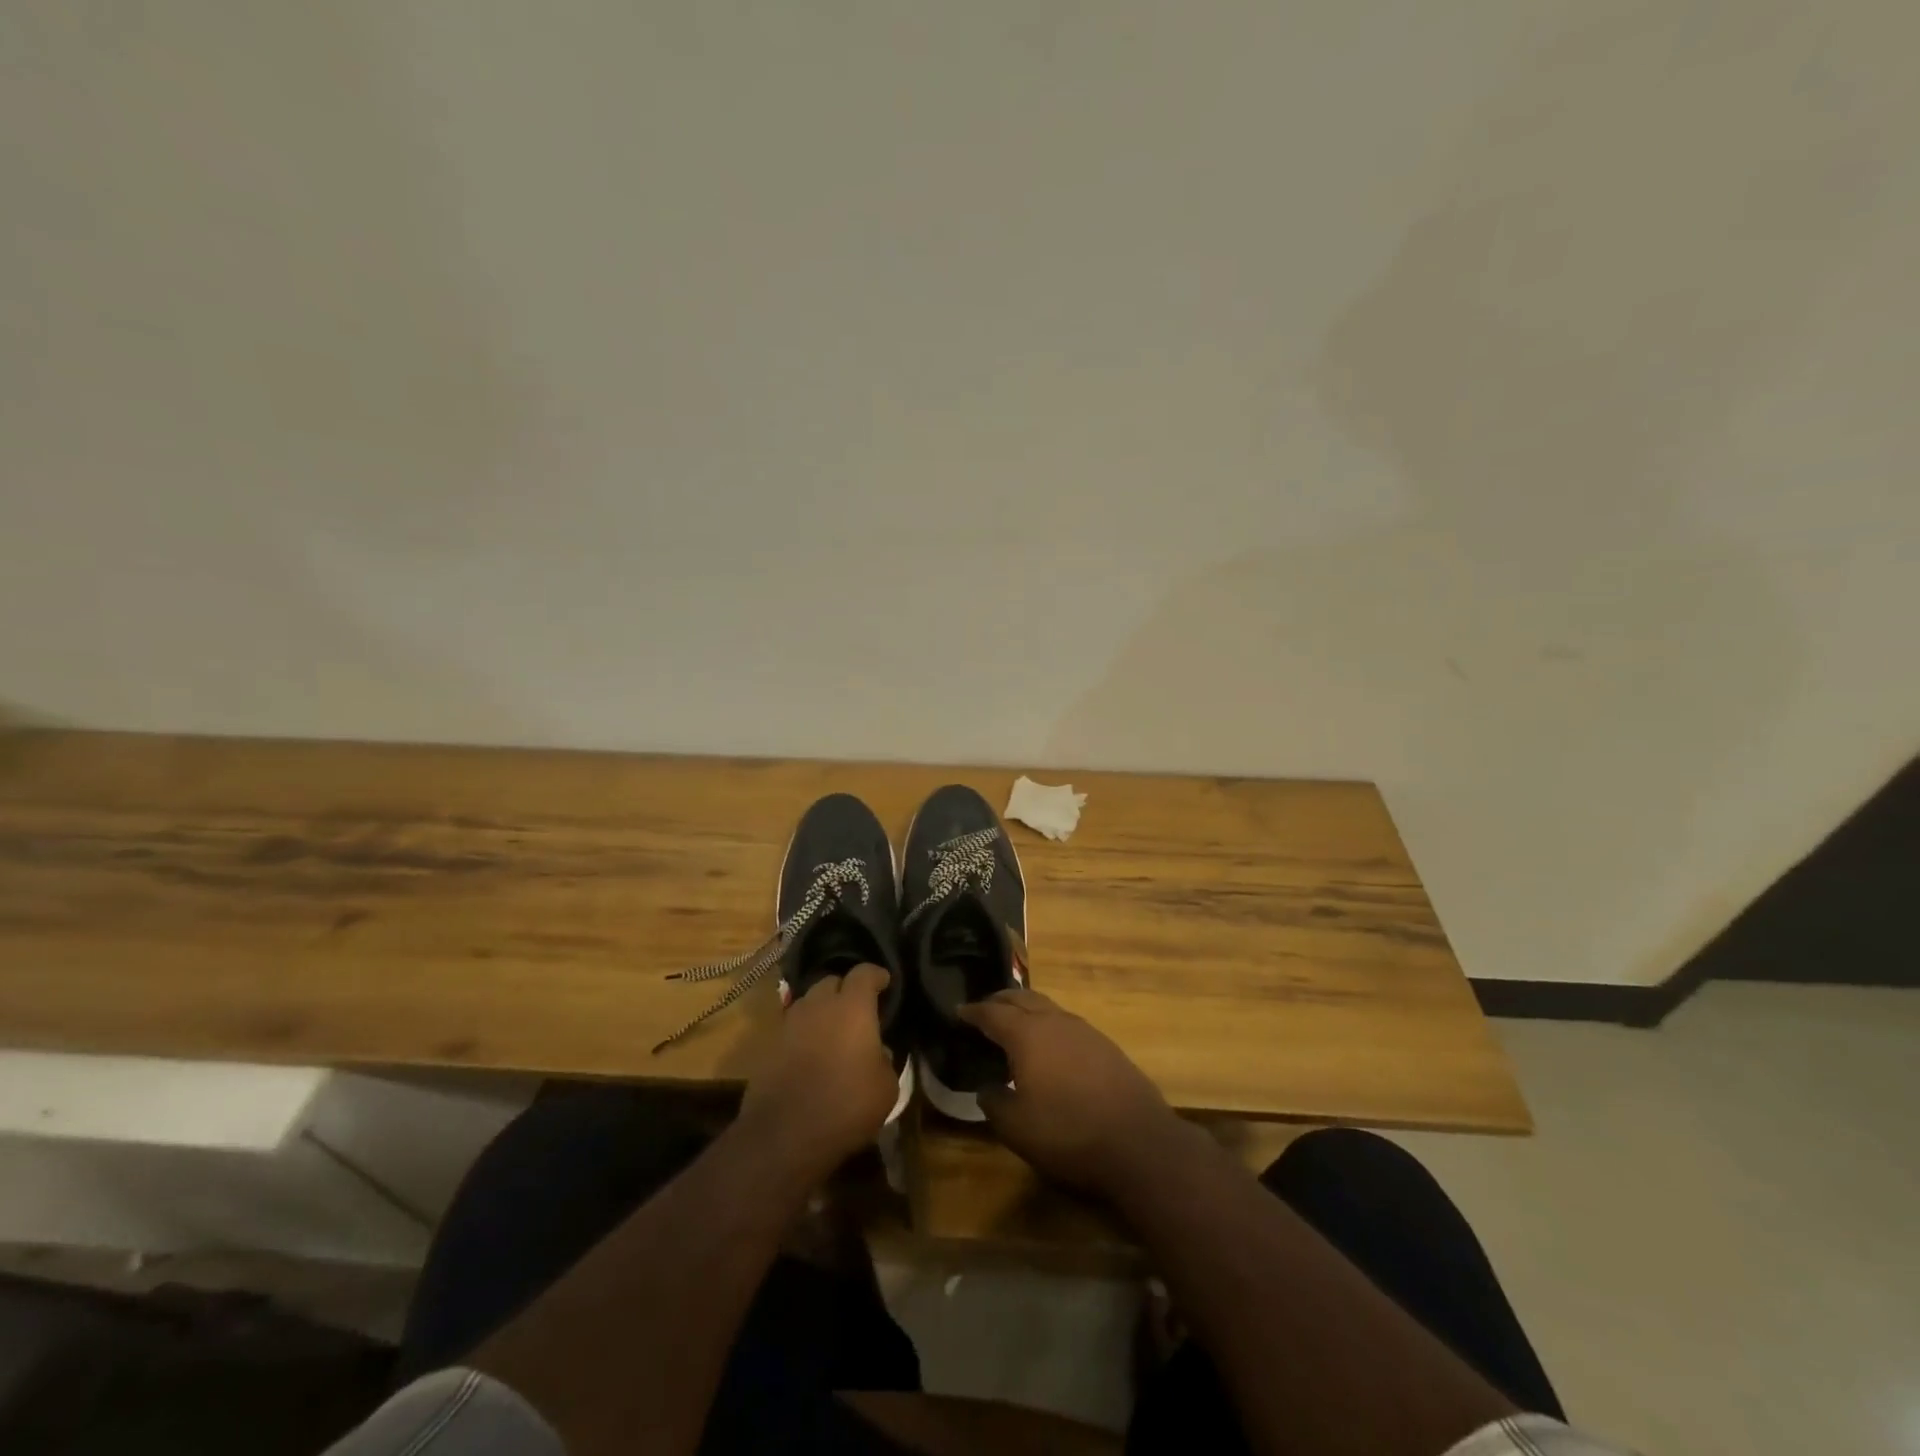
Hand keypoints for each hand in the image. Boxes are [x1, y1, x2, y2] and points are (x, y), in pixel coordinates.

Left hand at [739, 963, 899, 1176]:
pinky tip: (812, 1055)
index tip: (885, 982)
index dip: (876, 975)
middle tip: (858, 1010)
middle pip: (832, 982)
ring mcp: (789, 1022)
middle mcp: (819, 1004)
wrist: (784, 1135)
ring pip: (809, 1003)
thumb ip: (886, 1060)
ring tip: (833, 1032)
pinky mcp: (768, 1045)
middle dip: (845, 990)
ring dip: (822, 1011)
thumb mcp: (886, 1088)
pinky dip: (804, 1034)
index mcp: (852, 1006)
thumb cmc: (846, 1104)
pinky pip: (792, 1028)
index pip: (865, 973)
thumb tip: (878, 1053)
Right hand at [959, 988, 1185, 1197]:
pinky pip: (1067, 1023)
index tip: (958, 1010)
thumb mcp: (1016, 1127)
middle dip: (999, 1001)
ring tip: (1014, 1025)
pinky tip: (1050, 1047)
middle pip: (1022, 999)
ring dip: (1026, 1010)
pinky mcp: (1106, 1045)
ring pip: (1047, 1007)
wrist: (1139, 1142)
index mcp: (1027, 1034)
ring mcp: (1084, 1030)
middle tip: (983, 1010)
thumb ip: (993, 1102)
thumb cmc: (1069, 1132)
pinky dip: (1049, 1025)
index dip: (972, 1011)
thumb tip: (986, 1088)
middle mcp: (1055, 1022)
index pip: (992, 1013)